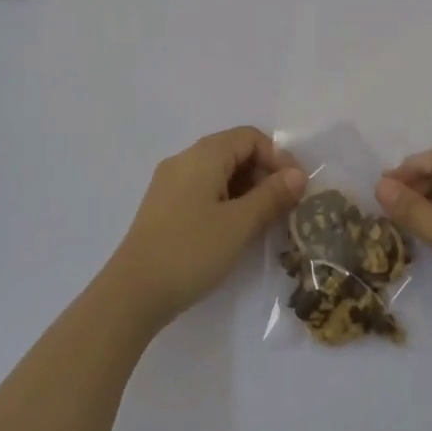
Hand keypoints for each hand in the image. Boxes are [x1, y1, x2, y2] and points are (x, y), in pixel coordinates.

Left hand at [104, 127, 306, 333]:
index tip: (296, 188)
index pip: (250, 137)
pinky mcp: (163, 207)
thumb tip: (298, 175)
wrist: (132, 293)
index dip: (278, 157)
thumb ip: (272, 196)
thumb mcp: (240, 224)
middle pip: (234, 152)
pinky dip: (226, 201)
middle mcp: (184, 160)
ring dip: (247, 190)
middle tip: (284, 207)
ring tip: (264, 221)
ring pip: (219, 173)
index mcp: (203, 154)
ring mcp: (170, 183)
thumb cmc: (191, 251)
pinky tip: (235, 230)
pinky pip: (203, 190)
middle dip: (264, 174)